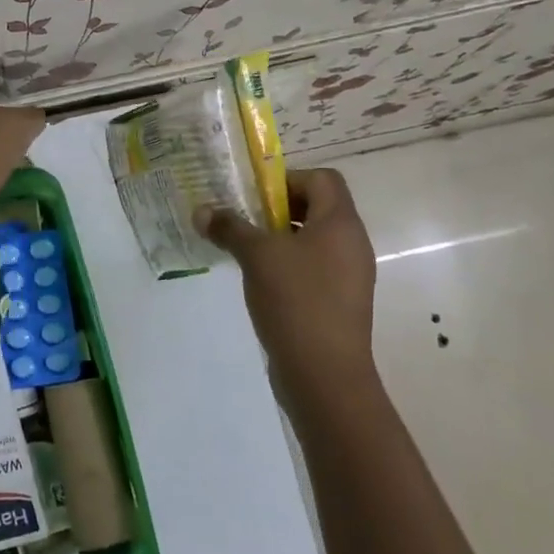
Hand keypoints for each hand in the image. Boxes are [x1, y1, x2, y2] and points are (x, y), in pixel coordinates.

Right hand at [201, 168, 377, 393]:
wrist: (325, 375)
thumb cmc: (296, 301)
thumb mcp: (256, 257)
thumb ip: (230, 228)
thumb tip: (201, 211)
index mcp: (340, 223)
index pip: (322, 178)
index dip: (288, 180)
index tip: (255, 198)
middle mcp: (352, 243)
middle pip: (318, 207)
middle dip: (278, 209)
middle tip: (244, 222)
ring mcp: (349, 275)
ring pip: (314, 240)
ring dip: (280, 238)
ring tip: (246, 251)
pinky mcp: (340, 302)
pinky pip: (314, 268)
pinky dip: (289, 265)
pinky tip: (261, 282)